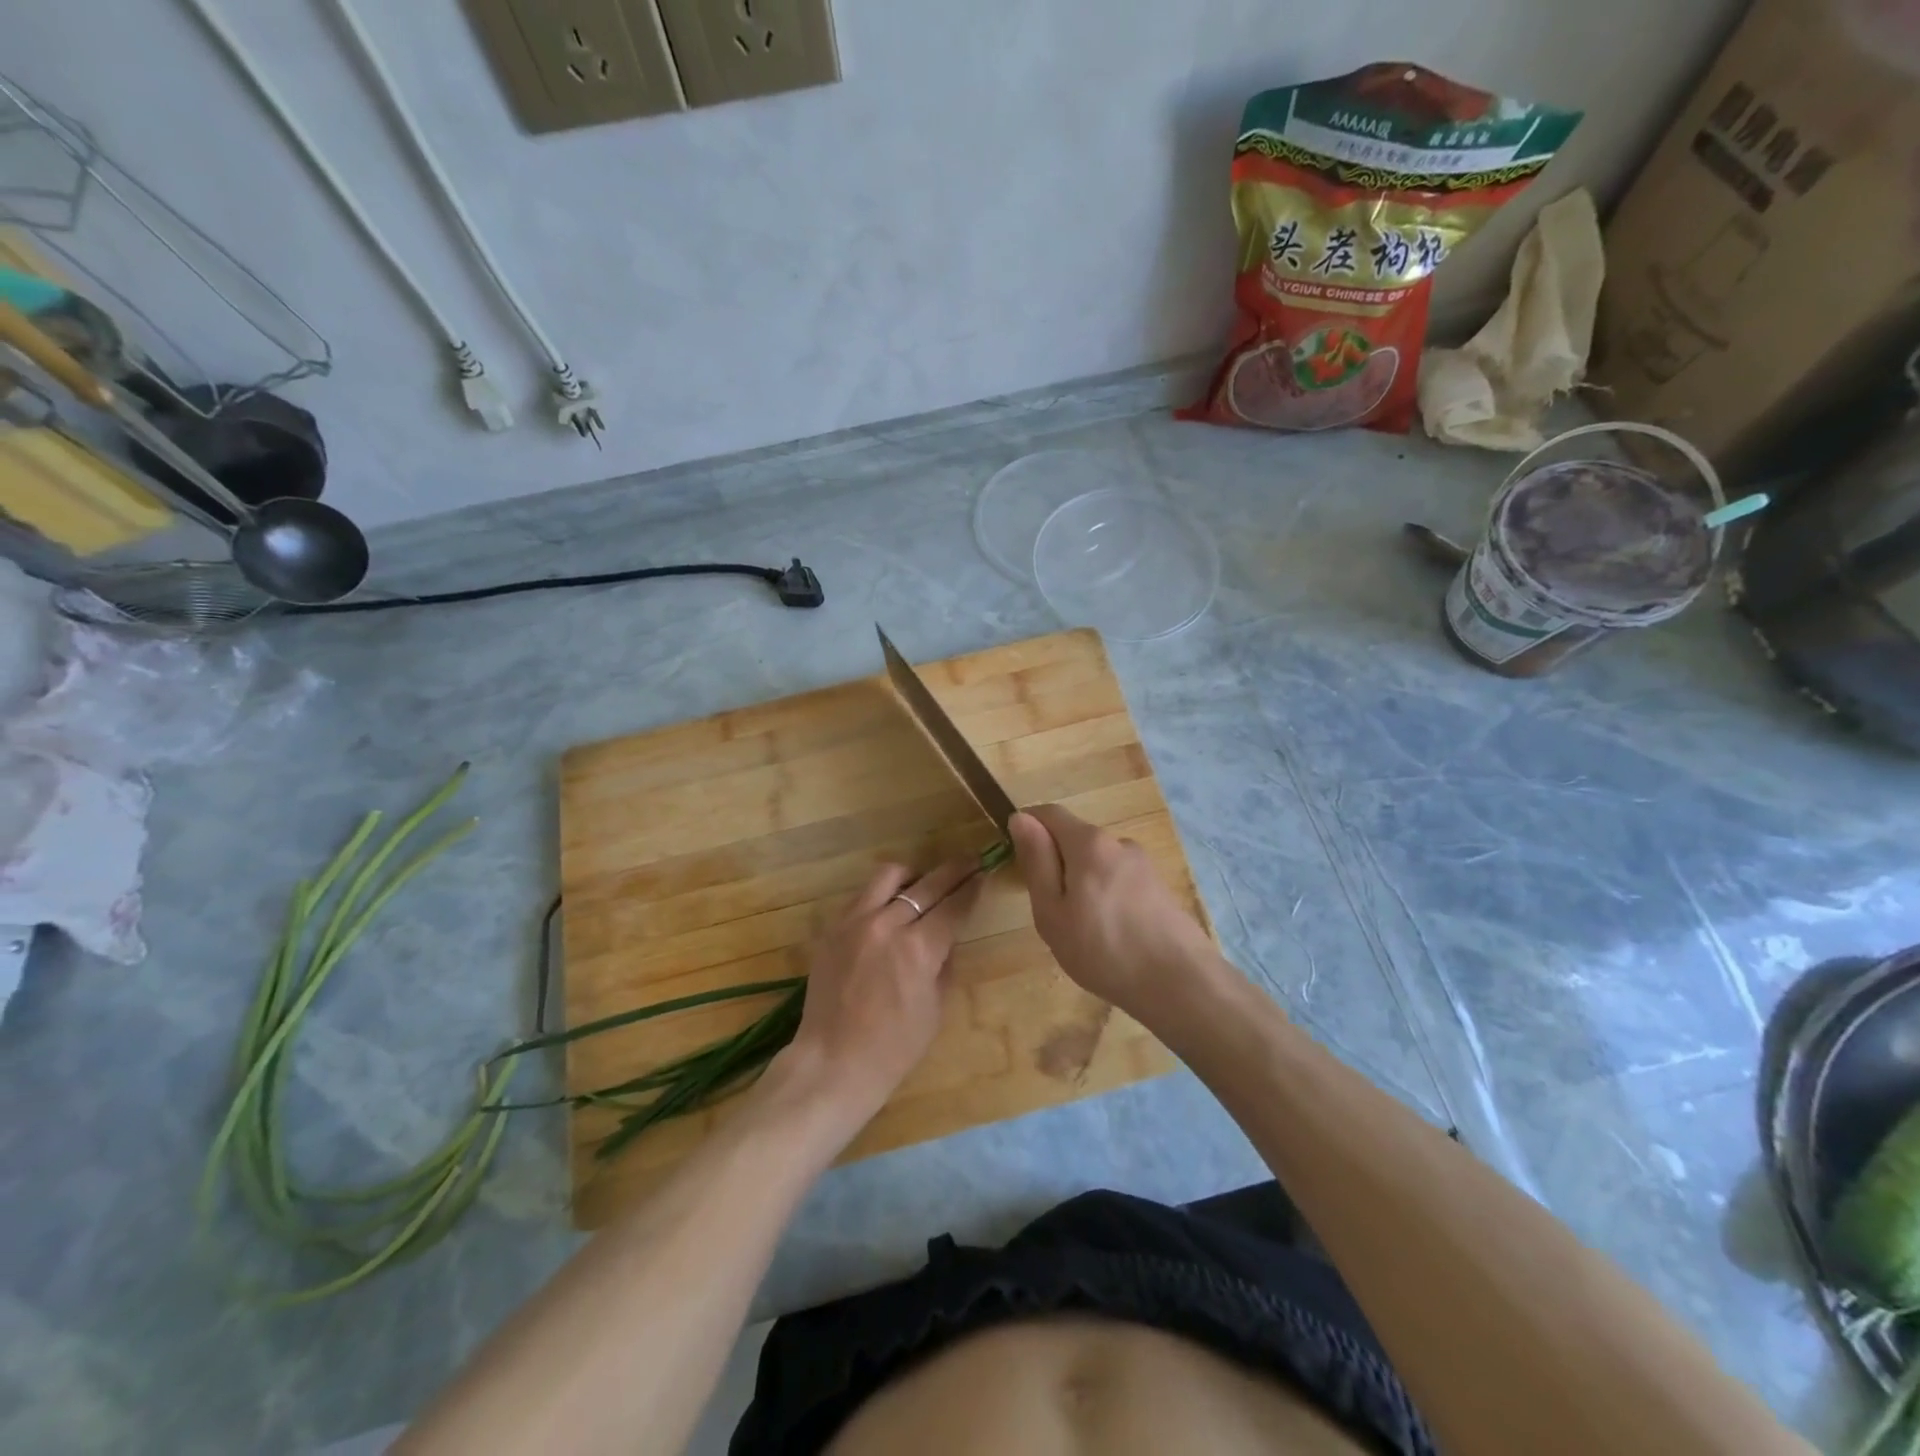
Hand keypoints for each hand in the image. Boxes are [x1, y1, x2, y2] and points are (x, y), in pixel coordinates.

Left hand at [767, 856, 982, 1131]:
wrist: (833, 1062)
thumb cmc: (894, 1047)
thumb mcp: (935, 1007)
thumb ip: (944, 962)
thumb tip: (947, 935)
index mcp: (918, 949)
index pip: (953, 905)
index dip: (972, 888)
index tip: (982, 874)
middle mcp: (887, 924)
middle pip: (928, 883)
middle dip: (954, 871)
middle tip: (969, 863)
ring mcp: (855, 921)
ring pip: (889, 875)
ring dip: (913, 875)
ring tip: (922, 883)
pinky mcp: (832, 927)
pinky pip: (862, 895)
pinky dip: (881, 893)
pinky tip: (889, 906)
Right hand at [1010, 805, 1215, 1021]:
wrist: (1180, 983)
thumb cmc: (1103, 949)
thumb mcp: (1052, 911)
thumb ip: (1036, 861)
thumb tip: (1020, 818)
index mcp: (1089, 843)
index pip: (1050, 814)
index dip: (1028, 827)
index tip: (1017, 860)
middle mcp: (1119, 843)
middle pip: (1076, 839)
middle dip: (1057, 864)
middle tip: (1050, 912)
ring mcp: (1144, 865)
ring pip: (1098, 863)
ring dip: (1082, 884)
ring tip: (1082, 932)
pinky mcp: (1160, 887)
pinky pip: (1119, 881)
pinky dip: (1106, 898)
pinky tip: (1111, 936)